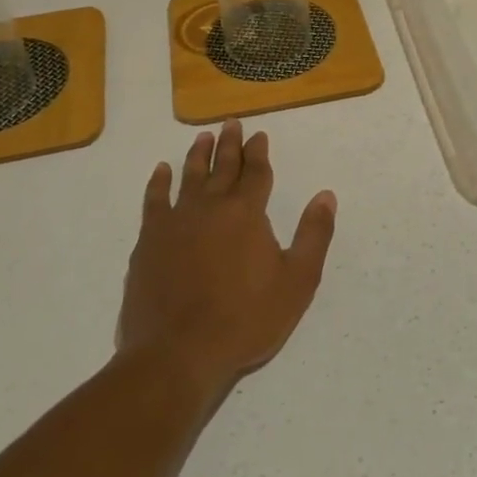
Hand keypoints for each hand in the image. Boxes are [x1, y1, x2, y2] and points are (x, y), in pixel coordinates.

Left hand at [118, 120, 336, 393]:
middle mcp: (211, 206)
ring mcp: (176, 222)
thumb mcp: (297, 281)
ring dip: (198, 155)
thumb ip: (314, 235)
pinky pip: (155, 200)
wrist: (178, 353)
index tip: (259, 135)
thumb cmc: (245, 319)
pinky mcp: (149, 241)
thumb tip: (326, 195)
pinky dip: (159, 183)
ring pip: (189, 177)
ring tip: (202, 137)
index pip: (255, 173)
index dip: (259, 152)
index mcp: (246, 213)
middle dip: (230, 144)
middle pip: (222, 167)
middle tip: (231, 123)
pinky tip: (161, 172)